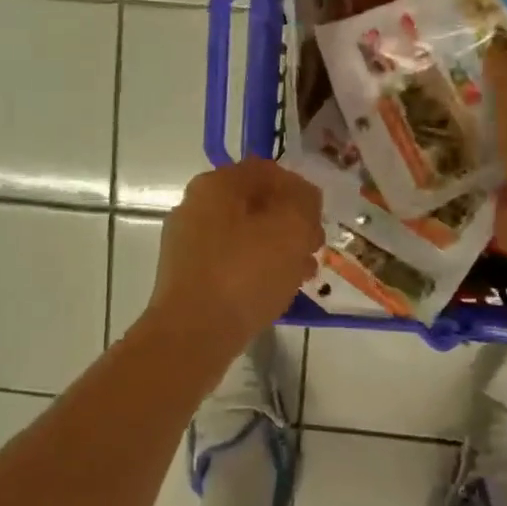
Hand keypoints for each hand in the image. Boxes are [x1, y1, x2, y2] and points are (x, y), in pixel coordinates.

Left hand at [148, 159, 323, 353]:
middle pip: (255, 204)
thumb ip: (304, 202)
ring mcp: (187, 243)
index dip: (300, 189)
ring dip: (278, 249)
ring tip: (303, 274)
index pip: (267, 170)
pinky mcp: (188, 277)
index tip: (319, 217)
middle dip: (290, 223)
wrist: (193, 335)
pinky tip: (277, 292)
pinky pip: (231, 263)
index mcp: (216, 185)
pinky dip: (256, 271)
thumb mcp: (291, 228)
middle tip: (314, 247)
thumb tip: (303, 198)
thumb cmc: (245, 273)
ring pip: (245, 236)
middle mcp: (195, 207)